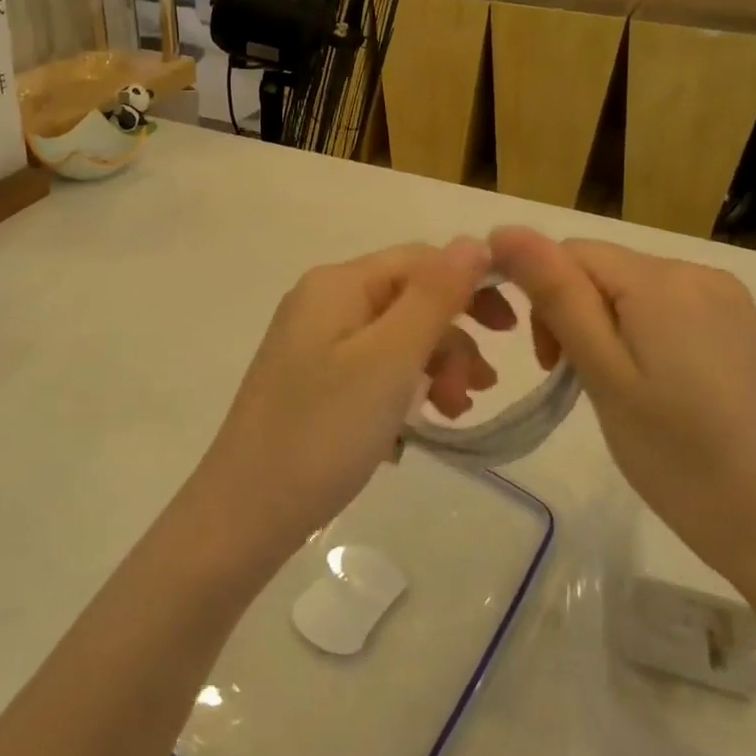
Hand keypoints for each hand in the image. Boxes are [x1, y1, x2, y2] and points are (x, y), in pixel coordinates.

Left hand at [186, 239, 497, 566]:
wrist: (244, 514)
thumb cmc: (324, 430)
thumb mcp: (390, 358)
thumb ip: (435, 296)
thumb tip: (473, 241)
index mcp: (337, 283)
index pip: (419, 260)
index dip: (469, 286)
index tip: (511, 332)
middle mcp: (323, 302)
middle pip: (408, 300)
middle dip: (451, 340)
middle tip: (478, 390)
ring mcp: (313, 344)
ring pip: (394, 339)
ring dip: (432, 370)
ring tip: (451, 415)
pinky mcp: (312, 382)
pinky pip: (372, 371)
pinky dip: (401, 393)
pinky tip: (411, 433)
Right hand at [488, 227, 755, 588]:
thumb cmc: (679, 456)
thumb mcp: (604, 375)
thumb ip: (556, 295)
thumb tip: (505, 230)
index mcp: (662, 280)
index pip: (571, 252)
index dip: (543, 296)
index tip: (550, 363)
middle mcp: (698, 272)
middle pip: (603, 268)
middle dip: (573, 313)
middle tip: (578, 382)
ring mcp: (725, 298)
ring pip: (631, 288)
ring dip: (604, 326)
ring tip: (616, 389)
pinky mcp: (739, 325)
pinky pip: (666, 307)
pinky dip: (640, 334)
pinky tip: (654, 384)